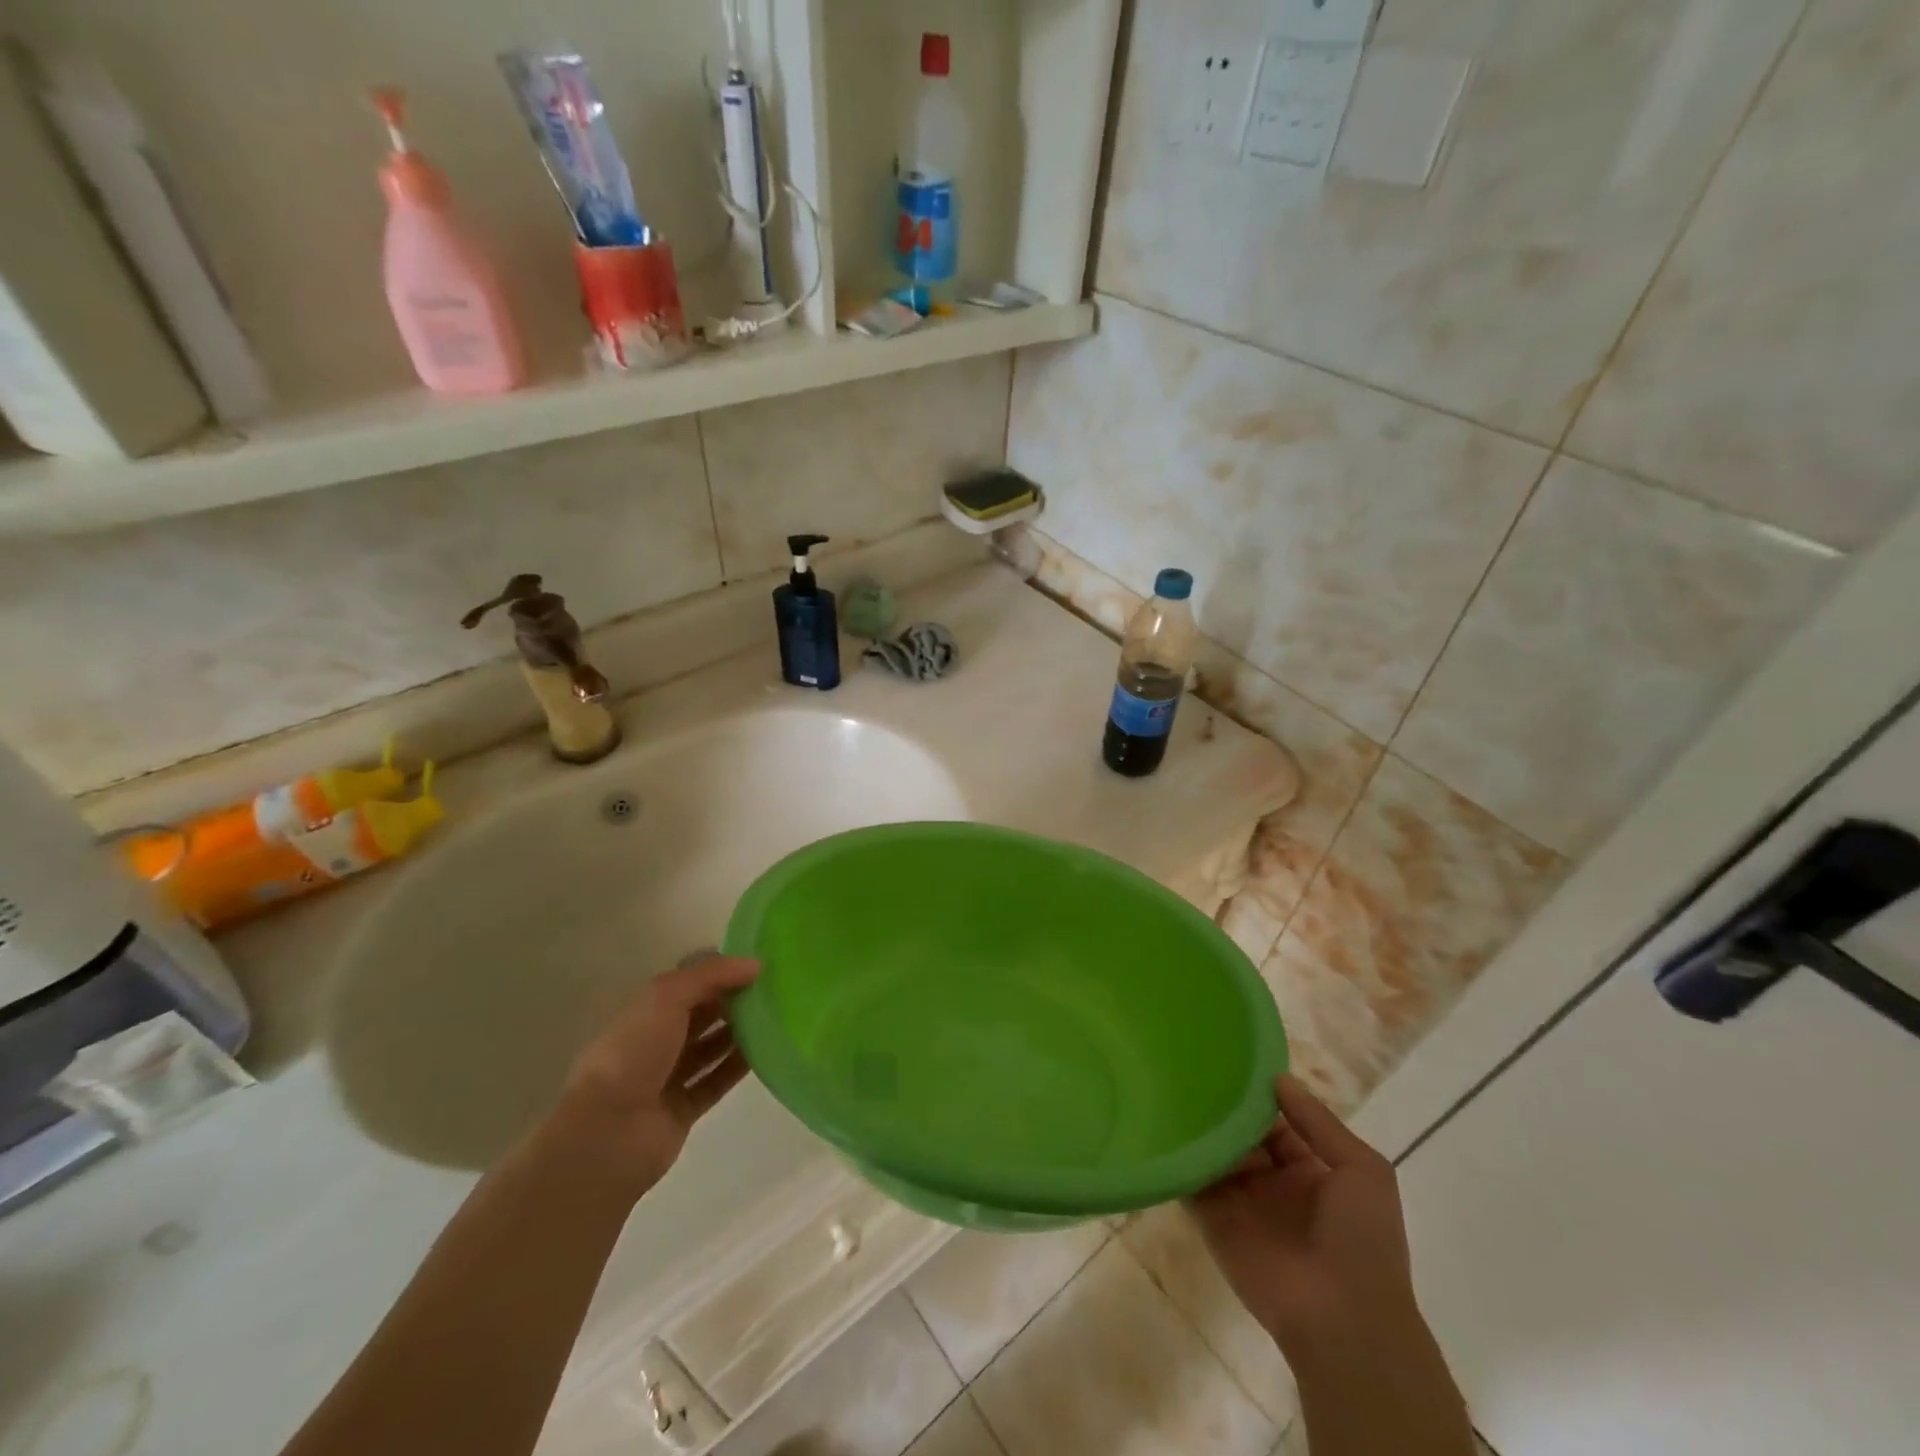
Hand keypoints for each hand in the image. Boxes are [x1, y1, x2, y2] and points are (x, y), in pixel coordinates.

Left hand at [552, 955, 760, 1196]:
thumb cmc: (633, 1052)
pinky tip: (767, 1051)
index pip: (689, 983)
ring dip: (739, 1033)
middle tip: (775, 991)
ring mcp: (668, 1077)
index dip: (721, 973)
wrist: (608, 1132)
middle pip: (702, 1015)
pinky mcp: (683, 1109)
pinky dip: (738, 1067)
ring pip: (711, 1048)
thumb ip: (712, 975)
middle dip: (733, 1001)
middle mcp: (656, 1041)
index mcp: (646, 1011)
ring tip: (777, 1017)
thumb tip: (755, 965)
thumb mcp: (667, 996)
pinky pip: (716, 1081)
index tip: (758, 966)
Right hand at [1189, 1075, 1418, 1361]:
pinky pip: (1189, 1181)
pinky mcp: (1211, 1218)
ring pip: (1212, 1151)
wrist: (1342, 1319)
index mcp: (1310, 1169)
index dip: (1258, 1094)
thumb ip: (1319, 1122)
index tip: (1230, 1058)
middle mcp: (1272, 1181)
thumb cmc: (1362, 1241)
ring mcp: (1240, 1199)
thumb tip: (1278, 1077)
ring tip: (1166, 1083)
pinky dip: (1176, 1156)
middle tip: (1188, 1062)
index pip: (1277, 1121)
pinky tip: (1158, 1123)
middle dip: (1221, 1104)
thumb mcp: (1363, 1171)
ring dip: (1196, 1125)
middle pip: (1240, 1133)